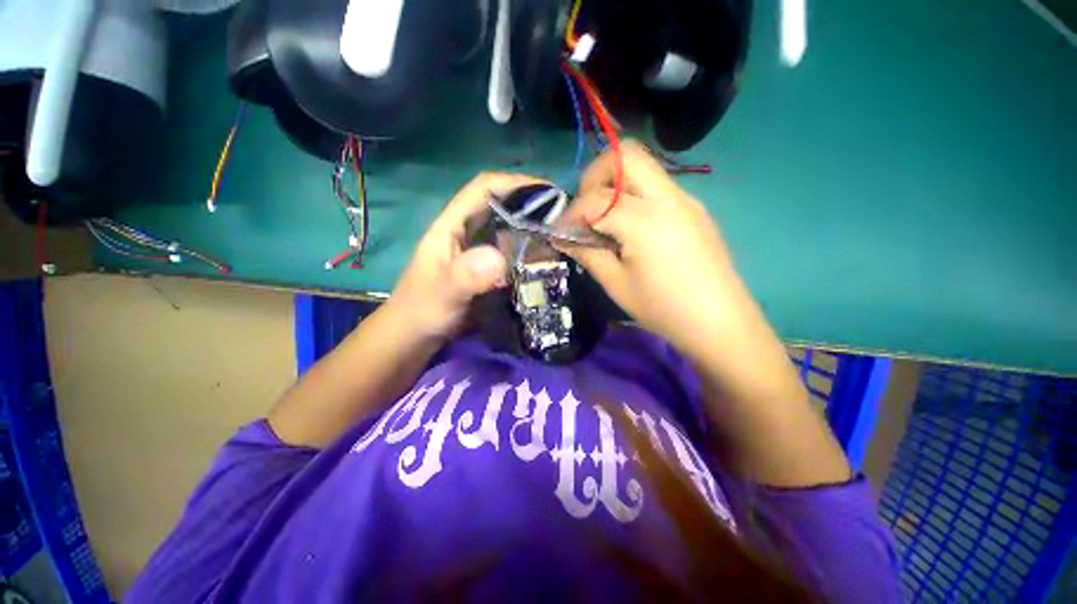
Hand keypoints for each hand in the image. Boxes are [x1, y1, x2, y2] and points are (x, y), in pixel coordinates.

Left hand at [387, 172, 545, 341]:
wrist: (414, 337)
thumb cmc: (421, 312)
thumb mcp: (442, 294)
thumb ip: (465, 276)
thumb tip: (499, 258)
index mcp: (452, 225)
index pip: (484, 188)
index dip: (516, 183)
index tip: (550, 192)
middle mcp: (466, 232)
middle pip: (501, 206)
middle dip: (531, 205)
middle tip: (564, 218)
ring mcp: (476, 251)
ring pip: (508, 229)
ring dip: (532, 229)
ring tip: (561, 237)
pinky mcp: (485, 269)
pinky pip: (510, 253)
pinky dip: (527, 252)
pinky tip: (544, 261)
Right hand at [558, 141, 742, 359]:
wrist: (720, 322)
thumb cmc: (663, 308)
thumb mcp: (616, 284)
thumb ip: (587, 253)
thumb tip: (562, 236)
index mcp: (644, 220)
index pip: (595, 199)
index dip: (571, 213)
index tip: (561, 231)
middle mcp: (667, 198)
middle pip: (625, 155)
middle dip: (595, 176)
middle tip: (586, 209)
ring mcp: (685, 199)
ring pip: (644, 167)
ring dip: (616, 184)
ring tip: (607, 219)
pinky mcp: (694, 208)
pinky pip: (658, 186)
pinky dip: (635, 195)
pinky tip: (633, 228)